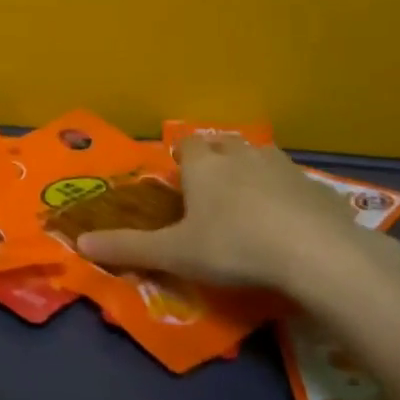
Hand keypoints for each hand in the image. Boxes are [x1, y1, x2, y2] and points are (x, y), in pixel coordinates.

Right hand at [75, 137, 399, 302]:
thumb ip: (128, 247)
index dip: (181, 159)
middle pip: (224, 144)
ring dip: (253, 172)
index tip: (180, 181)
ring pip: (261, 158)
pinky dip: (288, 197)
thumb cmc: (234, 247)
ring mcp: (284, 169)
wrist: (318, 255)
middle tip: (212, 191)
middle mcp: (241, 156)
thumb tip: (80, 243)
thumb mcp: (175, 253)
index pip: (186, 145)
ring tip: (249, 204)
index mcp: (204, 165)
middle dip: (216, 160)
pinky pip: (295, 185)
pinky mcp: (319, 189)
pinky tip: (289, 225)